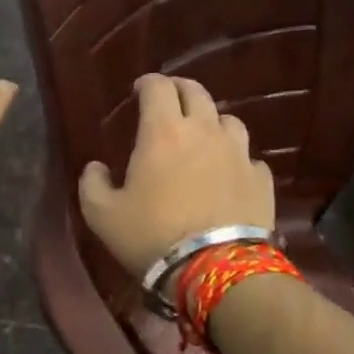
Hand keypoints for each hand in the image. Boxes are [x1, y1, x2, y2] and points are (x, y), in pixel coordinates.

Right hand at [78, 73, 273, 279]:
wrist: (216, 270)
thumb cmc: (152, 236)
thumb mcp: (102, 215)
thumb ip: (92, 184)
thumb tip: (95, 167)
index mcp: (163, 132)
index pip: (158, 87)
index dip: (146, 83)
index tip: (138, 91)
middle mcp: (204, 131)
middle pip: (196, 92)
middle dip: (179, 90)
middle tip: (168, 101)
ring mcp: (239, 153)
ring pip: (228, 120)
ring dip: (211, 121)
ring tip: (202, 136)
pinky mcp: (261, 179)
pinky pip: (248, 157)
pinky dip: (236, 158)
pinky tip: (228, 174)